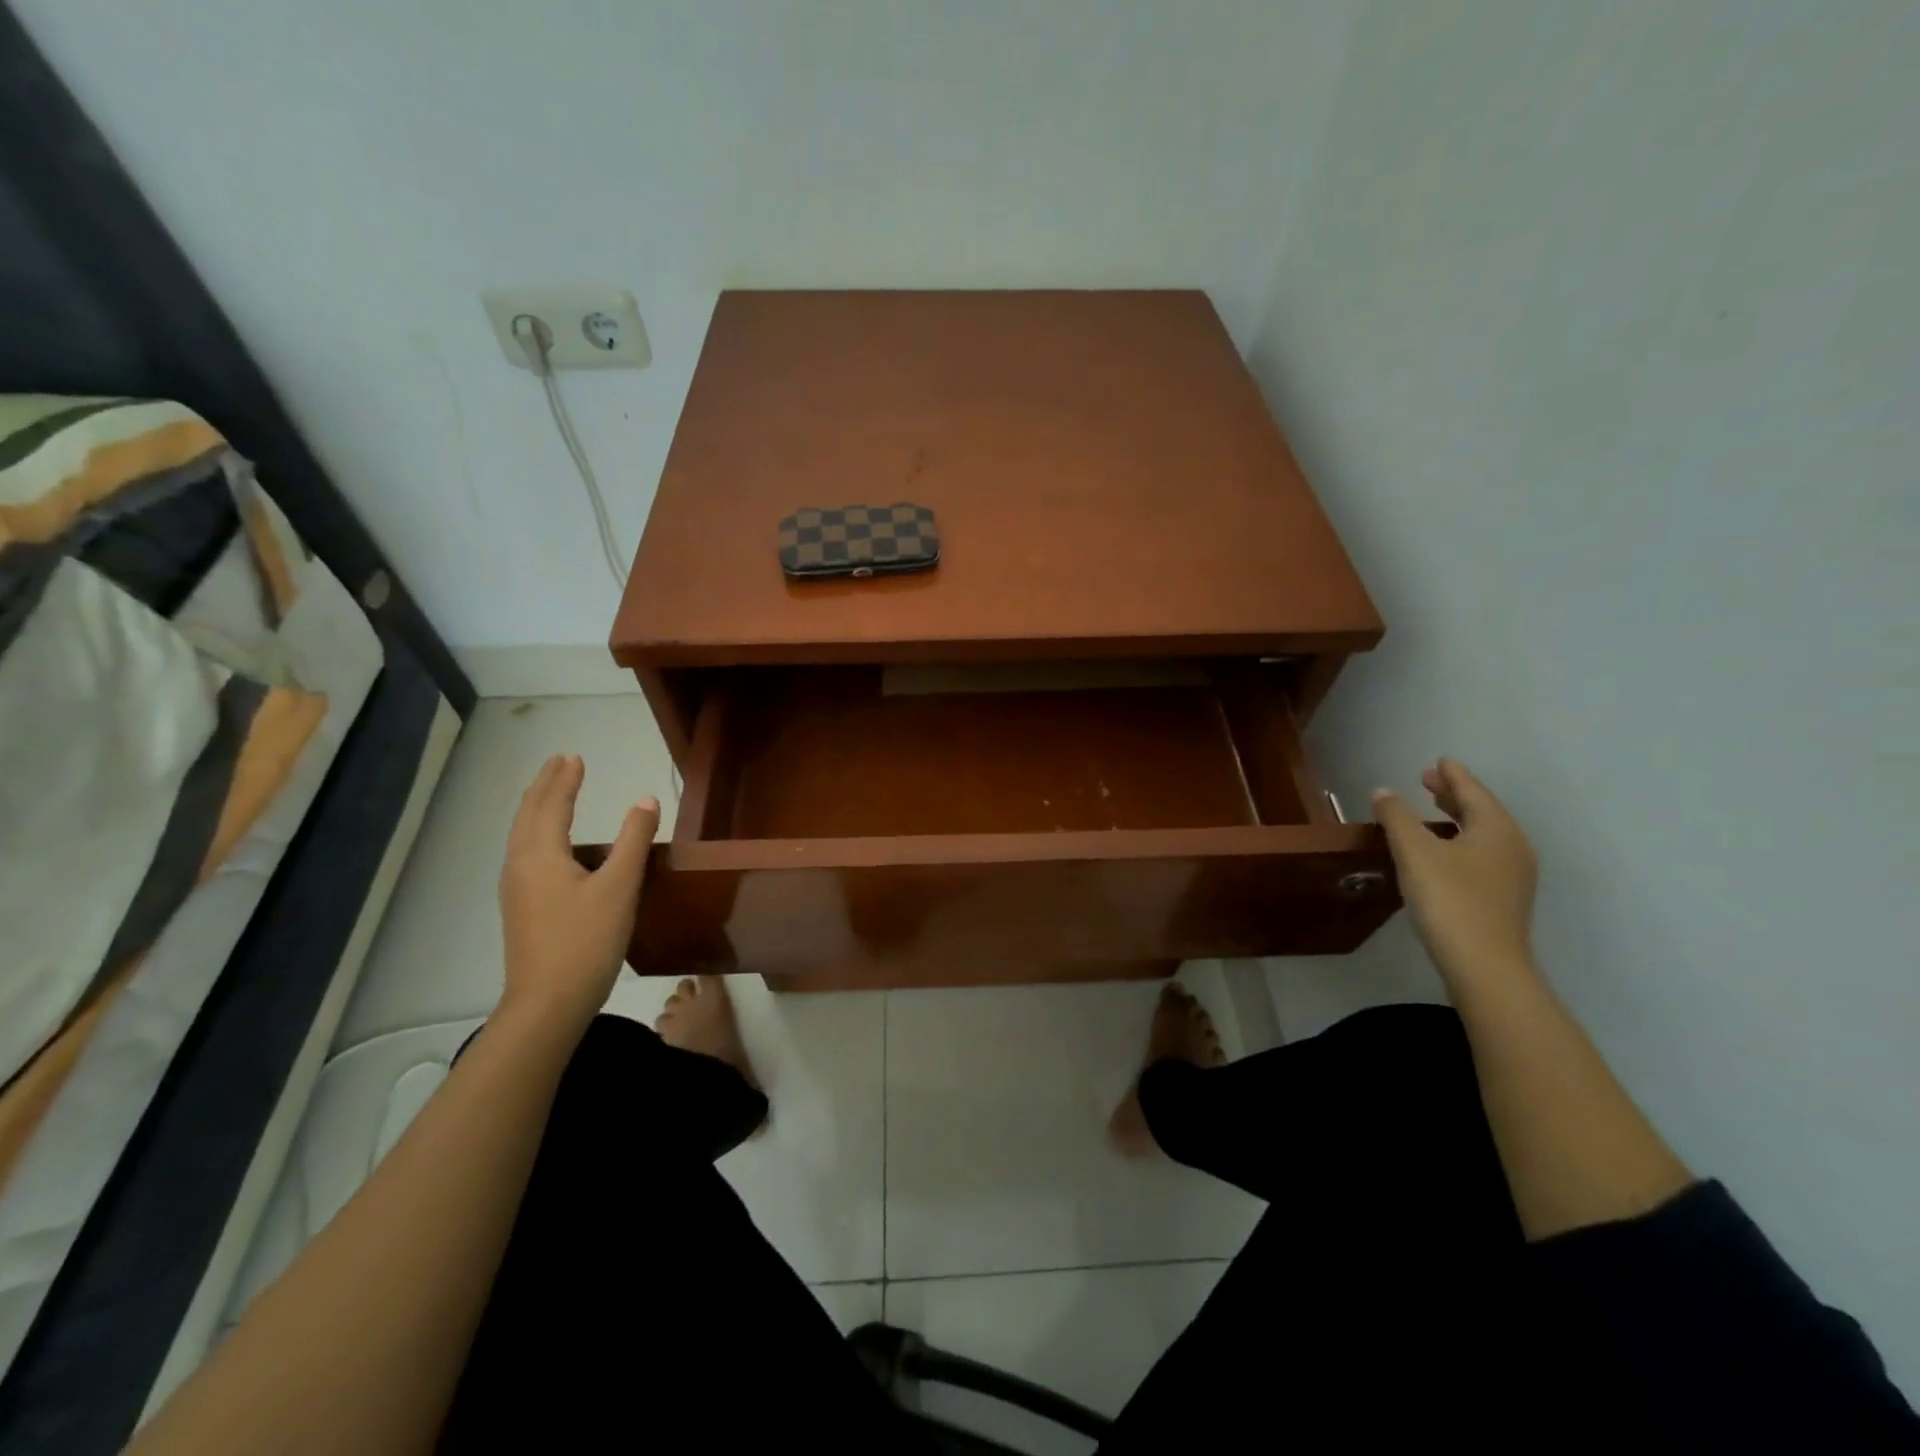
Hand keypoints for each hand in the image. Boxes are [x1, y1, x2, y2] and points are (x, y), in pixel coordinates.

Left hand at [497, 755, 658, 1035]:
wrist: (547, 1003)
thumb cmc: (586, 940)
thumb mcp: (620, 887)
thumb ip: (633, 840)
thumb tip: (645, 799)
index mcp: (540, 855)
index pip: (551, 805)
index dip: (565, 780)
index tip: (575, 757)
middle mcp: (520, 865)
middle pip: (528, 816)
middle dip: (545, 787)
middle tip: (560, 763)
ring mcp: (517, 889)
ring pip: (523, 836)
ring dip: (539, 808)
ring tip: (555, 793)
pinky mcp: (522, 908)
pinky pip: (526, 854)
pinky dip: (538, 833)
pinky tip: (553, 845)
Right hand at [1372, 759, 1537, 987]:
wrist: (1484, 965)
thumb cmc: (1449, 898)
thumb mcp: (1414, 852)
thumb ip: (1397, 817)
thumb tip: (1383, 792)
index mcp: (1497, 829)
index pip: (1473, 791)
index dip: (1453, 775)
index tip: (1438, 761)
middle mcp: (1512, 847)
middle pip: (1481, 811)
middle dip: (1453, 794)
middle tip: (1427, 781)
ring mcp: (1512, 876)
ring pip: (1482, 834)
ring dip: (1456, 819)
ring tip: (1432, 811)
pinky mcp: (1503, 899)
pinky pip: (1481, 855)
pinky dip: (1460, 841)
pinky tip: (1441, 851)